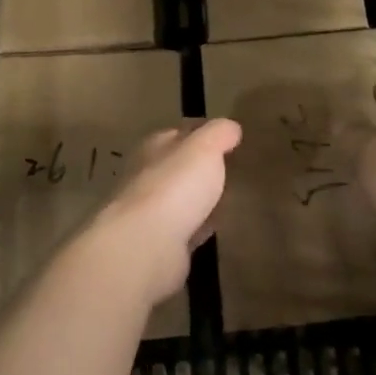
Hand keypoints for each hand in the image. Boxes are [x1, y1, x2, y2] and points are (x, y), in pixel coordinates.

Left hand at [90, 119, 241, 300]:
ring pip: (181, 200)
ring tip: (226, 200)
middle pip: (177, 167)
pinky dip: (197, 228)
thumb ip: (219, 134)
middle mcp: (146, 177)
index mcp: (154, 148)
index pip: (180, 132)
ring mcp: (150, 213)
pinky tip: (213, 229)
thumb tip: (231, 127)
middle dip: (200, 169)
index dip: (204, 132)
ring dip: (199, 200)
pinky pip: (184, 230)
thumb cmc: (174, 187)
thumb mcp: (204, 148)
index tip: (229, 138)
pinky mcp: (158, 245)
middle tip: (230, 171)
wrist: (144, 247)